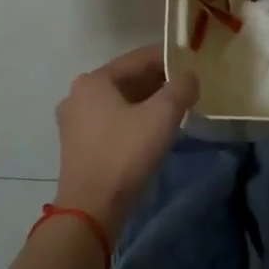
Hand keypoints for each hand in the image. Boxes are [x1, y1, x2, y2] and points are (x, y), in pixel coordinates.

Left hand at [52, 45, 198, 236]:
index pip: (139, 58)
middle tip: (188, 89)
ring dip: (148, 102)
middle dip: (159, 82)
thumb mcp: (161, 116)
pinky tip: (154, 130)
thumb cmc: (125, 154)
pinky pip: (112, 121)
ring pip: (120, 101)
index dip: (169, 58)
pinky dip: (134, 119)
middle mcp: (79, 94)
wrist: (91, 210)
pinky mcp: (78, 145)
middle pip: (128, 79)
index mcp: (94, 80)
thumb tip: (190, 76)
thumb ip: (181, 88)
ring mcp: (74, 121)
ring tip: (176, 109)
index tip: (194, 64)